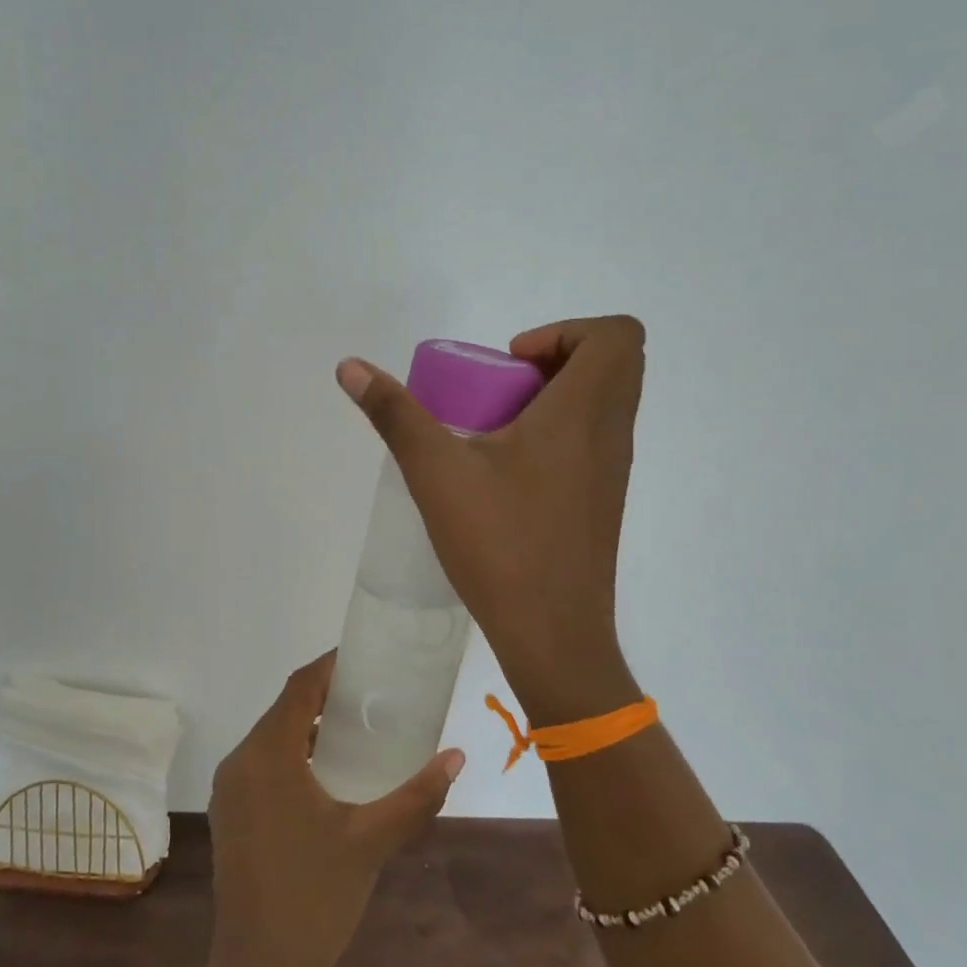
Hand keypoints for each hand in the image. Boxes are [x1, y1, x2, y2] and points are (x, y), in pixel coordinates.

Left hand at [205, 652, 464, 966]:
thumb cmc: (314, 900)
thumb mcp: (372, 841)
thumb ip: (416, 796)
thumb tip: (456, 757)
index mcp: (267, 756)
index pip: (299, 688)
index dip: (330, 667)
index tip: (366, 658)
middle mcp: (241, 763)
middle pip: (285, 710)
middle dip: (326, 697)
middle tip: (374, 696)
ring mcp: (231, 792)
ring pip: (274, 739)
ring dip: (311, 729)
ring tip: (359, 731)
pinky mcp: (232, 816)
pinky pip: (265, 766)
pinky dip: (296, 756)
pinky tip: (331, 776)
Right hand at [336, 315, 645, 725]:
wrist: (552, 636)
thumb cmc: (501, 545)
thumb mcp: (437, 473)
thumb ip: (395, 415)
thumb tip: (351, 367)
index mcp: (584, 413)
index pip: (616, 334)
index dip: (564, 331)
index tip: (510, 364)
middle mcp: (612, 434)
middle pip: (613, 363)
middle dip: (556, 359)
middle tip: (502, 389)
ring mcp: (614, 471)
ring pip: (604, 405)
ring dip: (556, 398)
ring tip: (496, 431)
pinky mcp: (603, 502)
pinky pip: (594, 441)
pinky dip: (559, 434)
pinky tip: (507, 474)